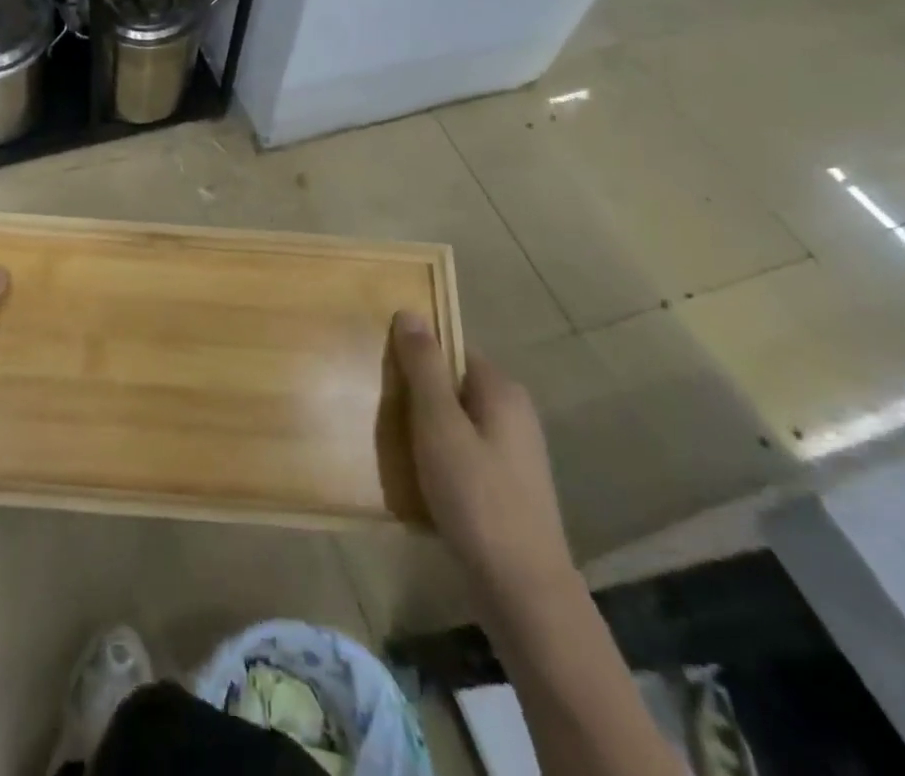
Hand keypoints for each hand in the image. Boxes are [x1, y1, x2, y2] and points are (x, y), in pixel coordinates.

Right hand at [393, 312, 579, 624]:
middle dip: (416, 396)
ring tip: (392, 446)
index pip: (452, 351)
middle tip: (381, 410)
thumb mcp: (439, 424)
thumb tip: (410, 312)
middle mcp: (514, 414)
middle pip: (453, 386)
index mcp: (502, 390)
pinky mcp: (507, 487)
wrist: (523, 591)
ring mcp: (514, 454)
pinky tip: (417, 479)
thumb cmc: (477, 497)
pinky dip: (439, 459)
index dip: (416, 357)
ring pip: (456, 423)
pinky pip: (463, 454)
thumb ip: (424, 367)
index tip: (383, 373)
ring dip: (424, 431)